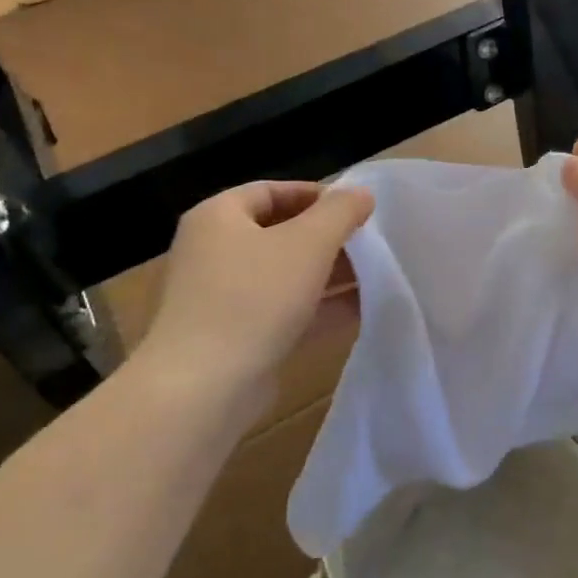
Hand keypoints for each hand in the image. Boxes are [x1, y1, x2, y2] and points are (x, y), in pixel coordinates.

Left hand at [126, 181, 373, 420]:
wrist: (203, 387)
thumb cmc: (254, 298)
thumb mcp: (308, 243)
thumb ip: (340, 212)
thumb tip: (361, 193)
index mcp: (219, 217)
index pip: (272, 191)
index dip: (317, 195)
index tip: (357, 207)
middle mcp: (214, 252)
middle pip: (279, 233)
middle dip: (327, 237)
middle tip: (369, 242)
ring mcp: (222, 297)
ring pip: (284, 275)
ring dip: (328, 274)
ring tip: (374, 275)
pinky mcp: (236, 336)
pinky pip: (283, 311)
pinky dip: (318, 308)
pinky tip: (360, 311)